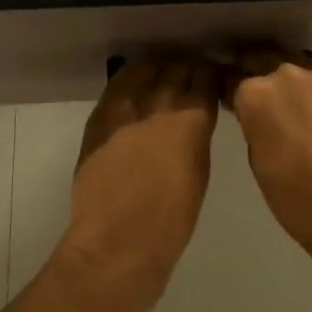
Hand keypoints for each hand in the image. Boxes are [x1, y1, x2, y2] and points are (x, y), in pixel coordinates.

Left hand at [55, 52, 220, 311]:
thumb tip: (194, 117)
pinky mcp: (99, 118)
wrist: (117, 244)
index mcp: (191, 119)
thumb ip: (196, 134)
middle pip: (176, 68)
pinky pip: (117, 85)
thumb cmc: (171, 220)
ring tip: (163, 75)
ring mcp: (125, 108)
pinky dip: (130, 80)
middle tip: (190, 75)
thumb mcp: (198, 171)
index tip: (212, 76)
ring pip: (145, 70)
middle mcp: (159, 104)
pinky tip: (135, 85)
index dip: (209, 73)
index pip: (205, 77)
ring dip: (158, 69)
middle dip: (186, 68)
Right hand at [227, 49, 311, 269]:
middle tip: (259, 96)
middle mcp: (284, 74)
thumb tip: (259, 117)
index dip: (228, 88)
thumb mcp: (257, 161)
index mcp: (254, 94)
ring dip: (287, 78)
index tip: (230, 98)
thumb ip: (253, 126)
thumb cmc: (296, 197)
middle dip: (255, 72)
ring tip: (291, 100)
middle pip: (260, 59)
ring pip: (294, 64)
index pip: (230, 77)